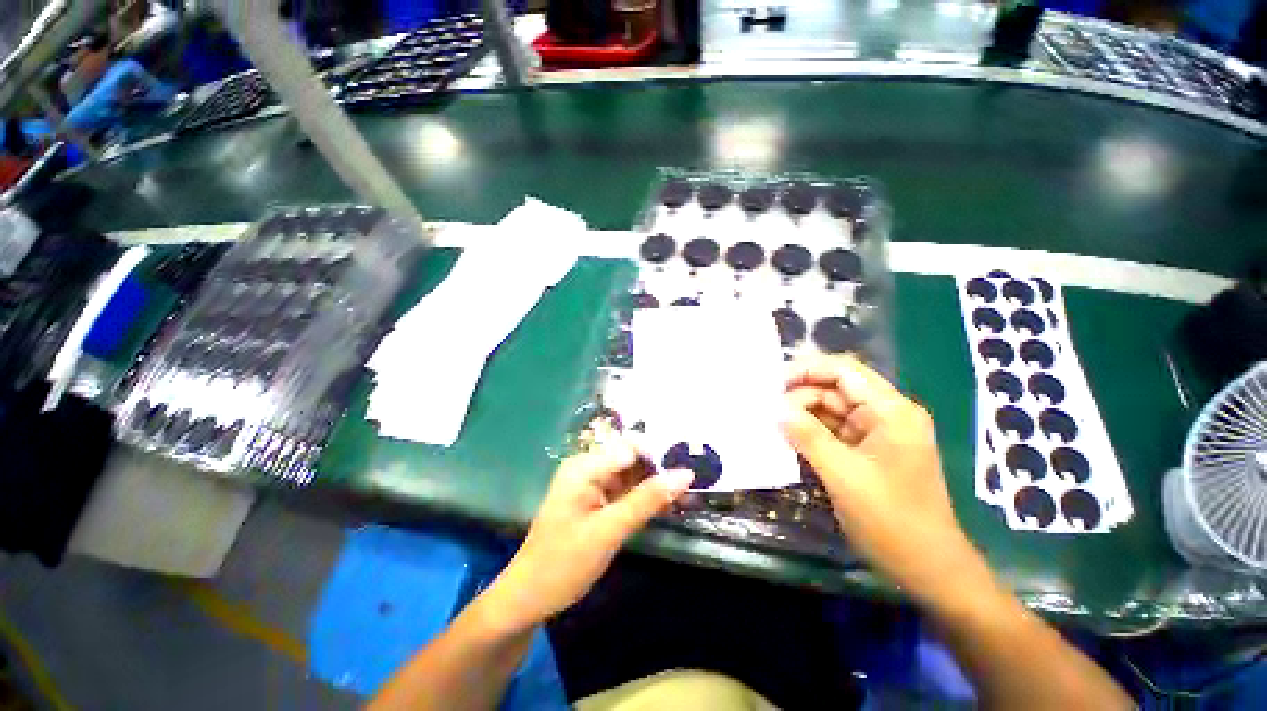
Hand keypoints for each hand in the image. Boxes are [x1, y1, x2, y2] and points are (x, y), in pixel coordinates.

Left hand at [483, 440, 692, 632]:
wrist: (529, 598)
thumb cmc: (564, 563)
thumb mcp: (609, 531)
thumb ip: (647, 500)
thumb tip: (686, 474)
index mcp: (585, 466)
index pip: (631, 446)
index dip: (660, 454)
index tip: (688, 469)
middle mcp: (588, 467)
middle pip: (632, 457)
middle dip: (660, 469)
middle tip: (692, 484)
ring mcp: (592, 483)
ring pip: (632, 474)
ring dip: (655, 484)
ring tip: (687, 493)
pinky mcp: (596, 500)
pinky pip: (626, 490)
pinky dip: (644, 497)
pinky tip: (666, 505)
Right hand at [780, 355, 979, 598]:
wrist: (927, 569)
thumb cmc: (891, 519)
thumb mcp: (843, 475)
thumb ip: (807, 436)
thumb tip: (774, 408)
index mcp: (891, 411)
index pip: (845, 371)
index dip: (807, 370)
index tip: (773, 381)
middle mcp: (885, 415)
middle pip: (835, 389)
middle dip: (800, 395)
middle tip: (766, 408)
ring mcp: (876, 434)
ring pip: (831, 410)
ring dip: (802, 414)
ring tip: (771, 421)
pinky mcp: (867, 452)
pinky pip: (833, 431)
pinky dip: (810, 432)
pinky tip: (787, 436)